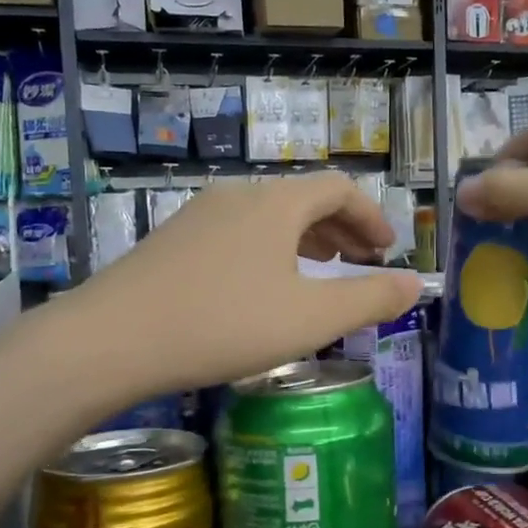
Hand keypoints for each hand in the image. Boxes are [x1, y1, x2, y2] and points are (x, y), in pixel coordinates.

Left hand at [73, 174, 420, 394]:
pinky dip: (269, 250)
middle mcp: (238, 195)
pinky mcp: (173, 241)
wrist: (111, 339)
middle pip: (303, 198)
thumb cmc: (224, 323)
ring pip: (269, 216)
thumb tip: (415, 285)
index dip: (371, 216)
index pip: (339, 188)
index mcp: (276, 202)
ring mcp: (199, 215)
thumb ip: (370, 299)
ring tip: (321, 270)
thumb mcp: (310, 317)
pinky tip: (264, 287)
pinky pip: (238, 233)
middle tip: (363, 262)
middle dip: (342, 228)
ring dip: (305, 239)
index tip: (388, 250)